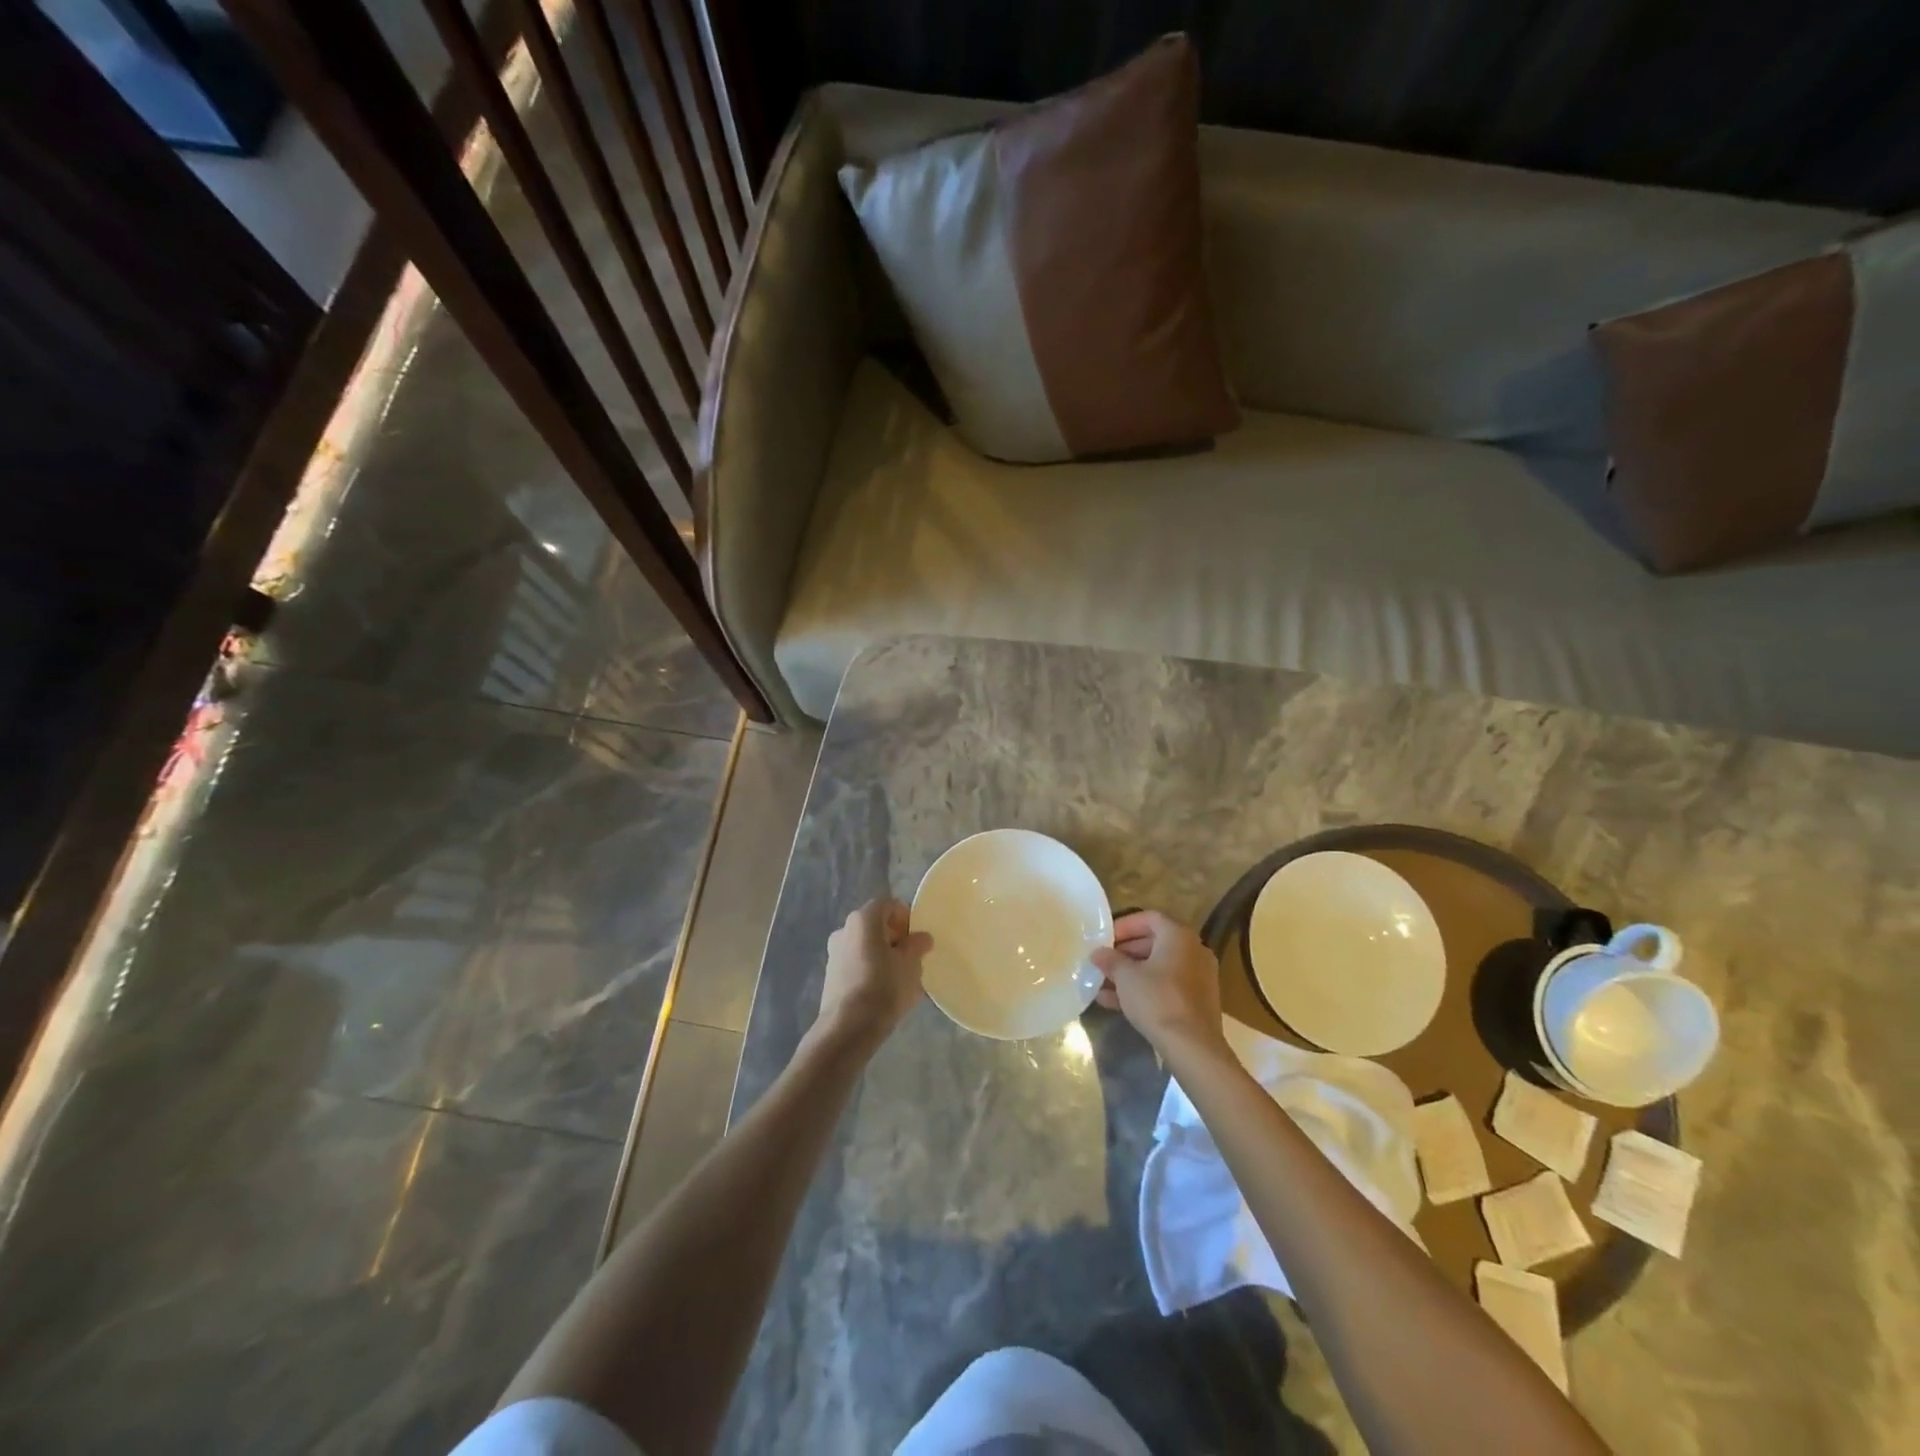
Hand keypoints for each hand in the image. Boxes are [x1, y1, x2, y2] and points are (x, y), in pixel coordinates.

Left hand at [814, 899, 932, 1050]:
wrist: (848, 1027)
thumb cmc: (884, 986)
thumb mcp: (911, 964)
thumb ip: (917, 945)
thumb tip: (921, 938)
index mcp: (863, 919)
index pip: (889, 905)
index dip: (906, 918)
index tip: (917, 940)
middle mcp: (844, 929)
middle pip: (876, 925)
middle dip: (896, 938)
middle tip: (912, 960)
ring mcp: (834, 953)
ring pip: (866, 946)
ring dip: (883, 956)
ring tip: (899, 980)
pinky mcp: (831, 976)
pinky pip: (857, 964)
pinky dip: (870, 970)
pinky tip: (882, 992)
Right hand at [1093, 910, 1225, 1058]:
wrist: (1192, 1046)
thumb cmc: (1157, 999)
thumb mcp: (1126, 977)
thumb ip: (1110, 960)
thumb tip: (1098, 953)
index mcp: (1179, 936)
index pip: (1149, 918)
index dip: (1124, 926)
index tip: (1105, 939)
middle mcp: (1193, 951)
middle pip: (1155, 943)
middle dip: (1125, 952)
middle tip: (1104, 962)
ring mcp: (1198, 977)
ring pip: (1159, 968)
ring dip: (1131, 974)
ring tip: (1103, 985)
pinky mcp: (1197, 1001)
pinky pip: (1167, 986)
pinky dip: (1145, 989)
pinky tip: (1116, 1003)